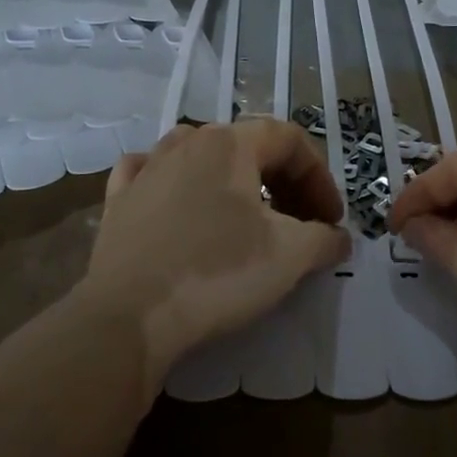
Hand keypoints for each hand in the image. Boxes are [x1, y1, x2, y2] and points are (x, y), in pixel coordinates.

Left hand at [81, 119, 349, 392]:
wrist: (130, 317)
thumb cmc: (218, 273)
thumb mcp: (290, 256)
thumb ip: (325, 238)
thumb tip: (338, 237)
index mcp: (229, 143)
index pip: (290, 140)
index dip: (320, 177)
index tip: (331, 220)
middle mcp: (186, 142)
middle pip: (248, 146)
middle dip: (284, 182)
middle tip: (301, 224)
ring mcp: (146, 169)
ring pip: (200, 156)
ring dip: (234, 181)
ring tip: (248, 215)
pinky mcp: (118, 201)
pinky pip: (153, 175)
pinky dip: (177, 184)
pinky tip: (180, 203)